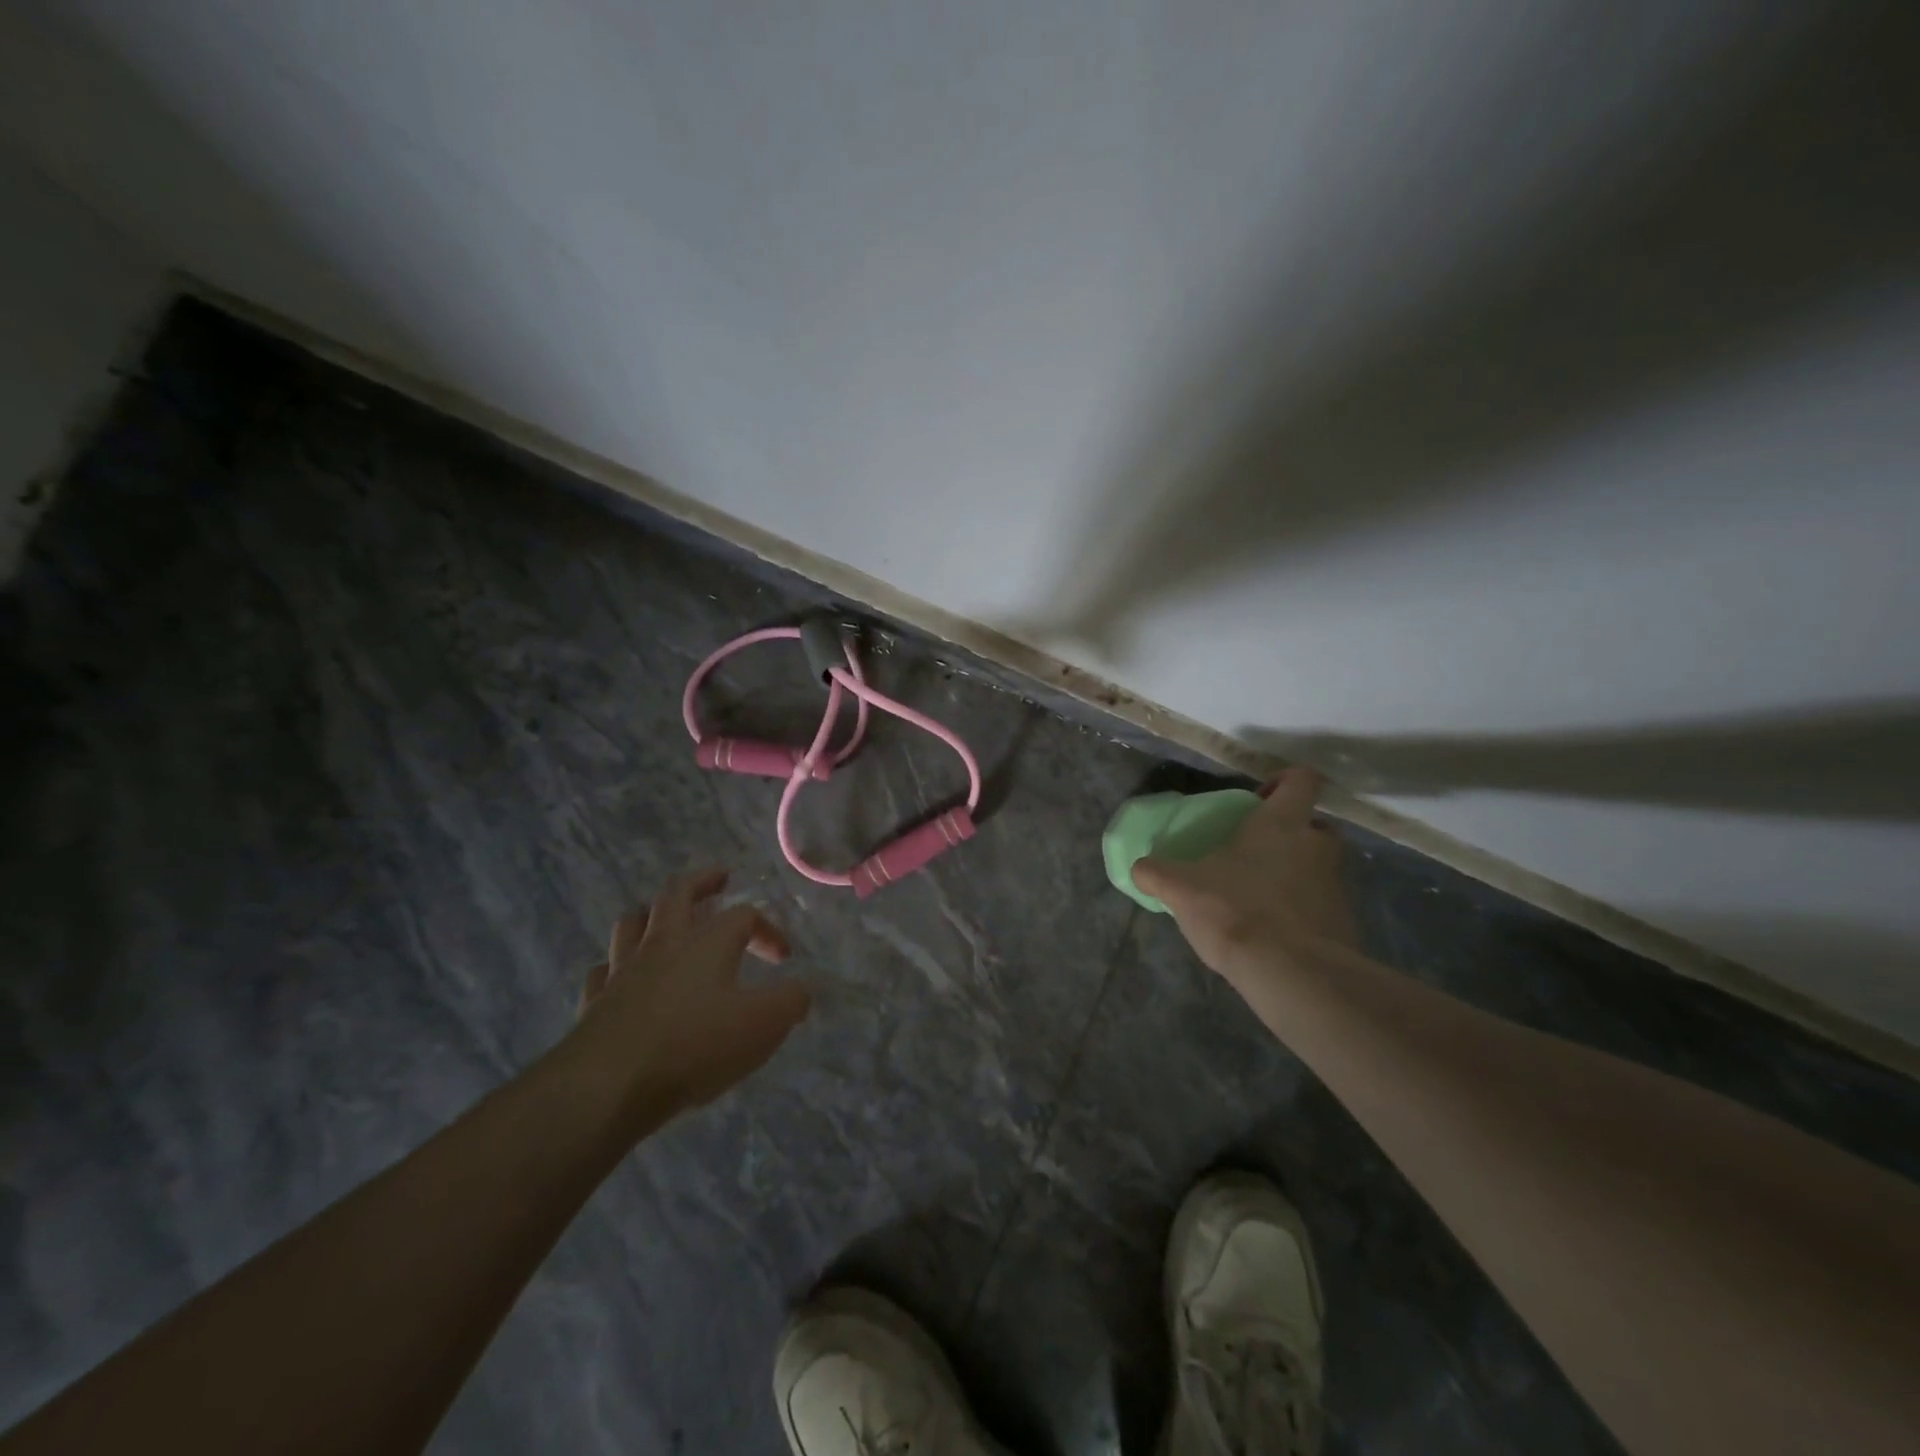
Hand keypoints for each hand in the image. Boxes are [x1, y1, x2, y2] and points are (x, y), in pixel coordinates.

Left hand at [570, 868, 810, 1125]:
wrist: (608, 1087)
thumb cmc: (694, 1047)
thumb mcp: (762, 1024)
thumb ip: (790, 1001)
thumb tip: (802, 989)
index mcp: (707, 943)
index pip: (744, 915)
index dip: (768, 930)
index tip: (782, 960)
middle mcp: (663, 945)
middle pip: (677, 893)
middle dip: (702, 882)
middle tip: (720, 878)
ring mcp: (622, 971)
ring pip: (632, 923)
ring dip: (652, 914)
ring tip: (664, 918)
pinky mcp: (594, 1003)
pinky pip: (602, 972)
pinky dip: (614, 968)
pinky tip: (621, 978)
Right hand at [1132, 771, 1358, 986]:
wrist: (1292, 973)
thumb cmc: (1235, 911)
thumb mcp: (1180, 888)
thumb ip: (1156, 873)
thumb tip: (1139, 868)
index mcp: (1283, 823)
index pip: (1302, 779)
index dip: (1284, 781)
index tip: (1260, 798)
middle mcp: (1318, 845)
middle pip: (1314, 825)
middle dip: (1290, 834)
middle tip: (1256, 852)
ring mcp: (1338, 884)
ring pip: (1318, 866)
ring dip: (1296, 873)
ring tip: (1259, 896)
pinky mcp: (1346, 922)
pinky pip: (1323, 904)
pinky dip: (1303, 911)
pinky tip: (1274, 931)